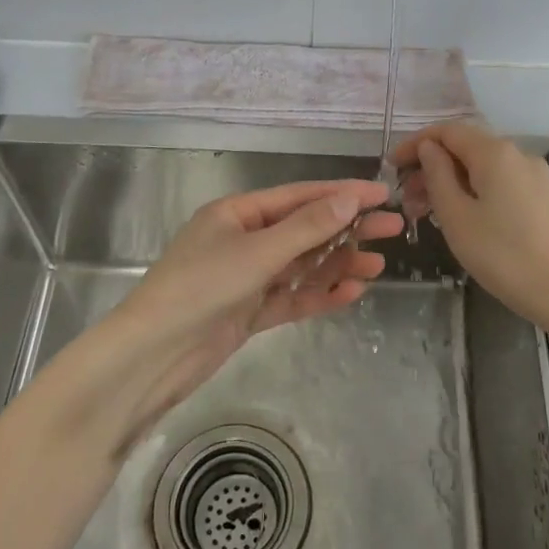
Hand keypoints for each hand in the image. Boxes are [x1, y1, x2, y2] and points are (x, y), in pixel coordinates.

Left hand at [95, 178, 405, 445]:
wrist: (154, 355)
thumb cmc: (201, 287)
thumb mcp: (258, 252)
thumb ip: (307, 228)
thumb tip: (350, 199)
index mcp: (238, 213)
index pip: (300, 197)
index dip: (342, 194)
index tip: (382, 193)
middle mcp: (244, 240)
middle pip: (305, 230)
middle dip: (347, 229)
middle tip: (394, 229)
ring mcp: (247, 278)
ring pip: (302, 266)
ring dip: (338, 264)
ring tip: (379, 265)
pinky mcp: (249, 312)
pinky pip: (292, 298)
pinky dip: (319, 294)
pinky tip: (352, 292)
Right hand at [393, 122, 548, 329]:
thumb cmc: (502, 255)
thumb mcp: (456, 216)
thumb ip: (437, 175)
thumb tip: (429, 148)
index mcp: (494, 152)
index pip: (446, 131)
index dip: (415, 144)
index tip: (390, 166)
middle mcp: (517, 154)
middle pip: (465, 148)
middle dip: (431, 167)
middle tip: (405, 199)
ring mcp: (534, 175)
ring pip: (482, 167)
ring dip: (451, 182)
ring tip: (427, 213)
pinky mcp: (543, 197)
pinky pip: (499, 182)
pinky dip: (473, 191)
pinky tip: (461, 217)